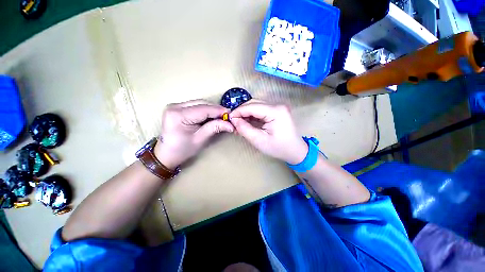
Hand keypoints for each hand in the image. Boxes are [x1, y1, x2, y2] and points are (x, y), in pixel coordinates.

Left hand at [154, 100, 233, 168]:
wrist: (166, 154)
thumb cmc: (183, 149)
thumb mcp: (200, 139)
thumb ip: (215, 128)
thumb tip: (230, 124)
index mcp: (178, 115)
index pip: (204, 109)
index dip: (219, 111)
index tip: (231, 115)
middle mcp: (175, 106)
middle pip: (201, 103)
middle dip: (216, 110)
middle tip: (227, 117)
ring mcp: (175, 105)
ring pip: (199, 103)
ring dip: (211, 109)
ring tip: (220, 117)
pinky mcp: (177, 107)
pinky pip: (195, 106)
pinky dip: (205, 110)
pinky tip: (211, 116)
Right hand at [229, 101, 307, 163]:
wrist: (295, 151)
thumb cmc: (278, 148)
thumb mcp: (259, 140)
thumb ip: (244, 129)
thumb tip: (234, 120)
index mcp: (276, 111)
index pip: (252, 106)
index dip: (238, 111)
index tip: (229, 118)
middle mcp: (277, 105)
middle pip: (254, 103)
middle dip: (242, 112)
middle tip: (233, 122)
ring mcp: (278, 107)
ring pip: (256, 106)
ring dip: (246, 113)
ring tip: (239, 123)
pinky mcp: (277, 111)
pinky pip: (261, 110)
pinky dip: (252, 115)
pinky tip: (247, 122)